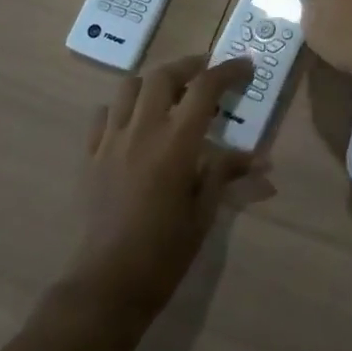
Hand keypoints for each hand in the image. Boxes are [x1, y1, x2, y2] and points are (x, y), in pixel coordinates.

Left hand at [68, 55, 264, 317]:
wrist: (106, 285)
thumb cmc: (164, 252)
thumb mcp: (204, 212)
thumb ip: (225, 173)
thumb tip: (261, 159)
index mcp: (176, 142)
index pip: (205, 88)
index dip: (228, 70)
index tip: (246, 65)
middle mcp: (142, 130)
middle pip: (163, 75)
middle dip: (188, 66)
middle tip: (207, 72)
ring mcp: (111, 140)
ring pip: (129, 87)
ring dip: (153, 81)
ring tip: (169, 92)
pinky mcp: (90, 156)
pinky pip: (104, 114)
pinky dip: (122, 106)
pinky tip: (133, 122)